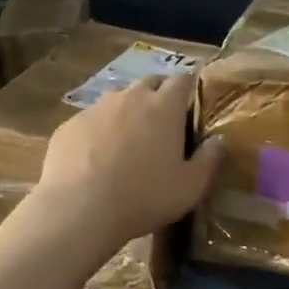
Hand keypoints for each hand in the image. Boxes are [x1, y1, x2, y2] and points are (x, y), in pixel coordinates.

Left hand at [35, 74, 222, 247]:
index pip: (182, 80)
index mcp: (164, 107)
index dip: (187, 89)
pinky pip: (91, 119)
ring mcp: (96, 108)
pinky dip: (98, 130)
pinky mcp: (69, 124)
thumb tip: (219, 141)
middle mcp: (130, 97)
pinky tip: (95, 157)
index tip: (190, 106)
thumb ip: (209, 160)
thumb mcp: (189, 187)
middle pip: (149, 82)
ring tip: (127, 141)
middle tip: (161, 124)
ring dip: (127, 112)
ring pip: (117, 99)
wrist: (79, 209)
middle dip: (157, 95)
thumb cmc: (144, 197)